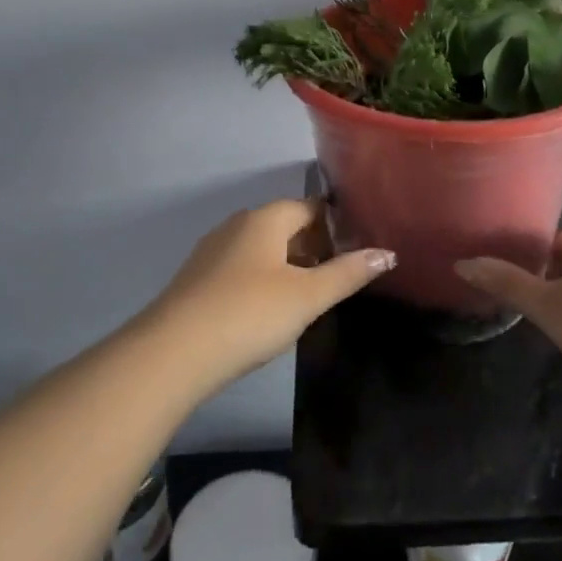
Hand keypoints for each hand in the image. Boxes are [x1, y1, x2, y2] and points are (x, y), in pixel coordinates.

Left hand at [144, 199, 394, 391]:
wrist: (172, 353)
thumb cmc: (249, 314)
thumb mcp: (307, 296)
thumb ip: (348, 273)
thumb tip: (388, 253)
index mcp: (266, 218)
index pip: (310, 207)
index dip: (336, 223)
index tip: (358, 245)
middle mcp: (238, 224)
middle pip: (285, 225)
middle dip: (314, 245)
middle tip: (339, 276)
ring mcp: (213, 251)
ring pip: (262, 248)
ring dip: (288, 265)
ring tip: (309, 297)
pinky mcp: (197, 279)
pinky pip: (241, 268)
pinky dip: (262, 280)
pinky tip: (268, 311)